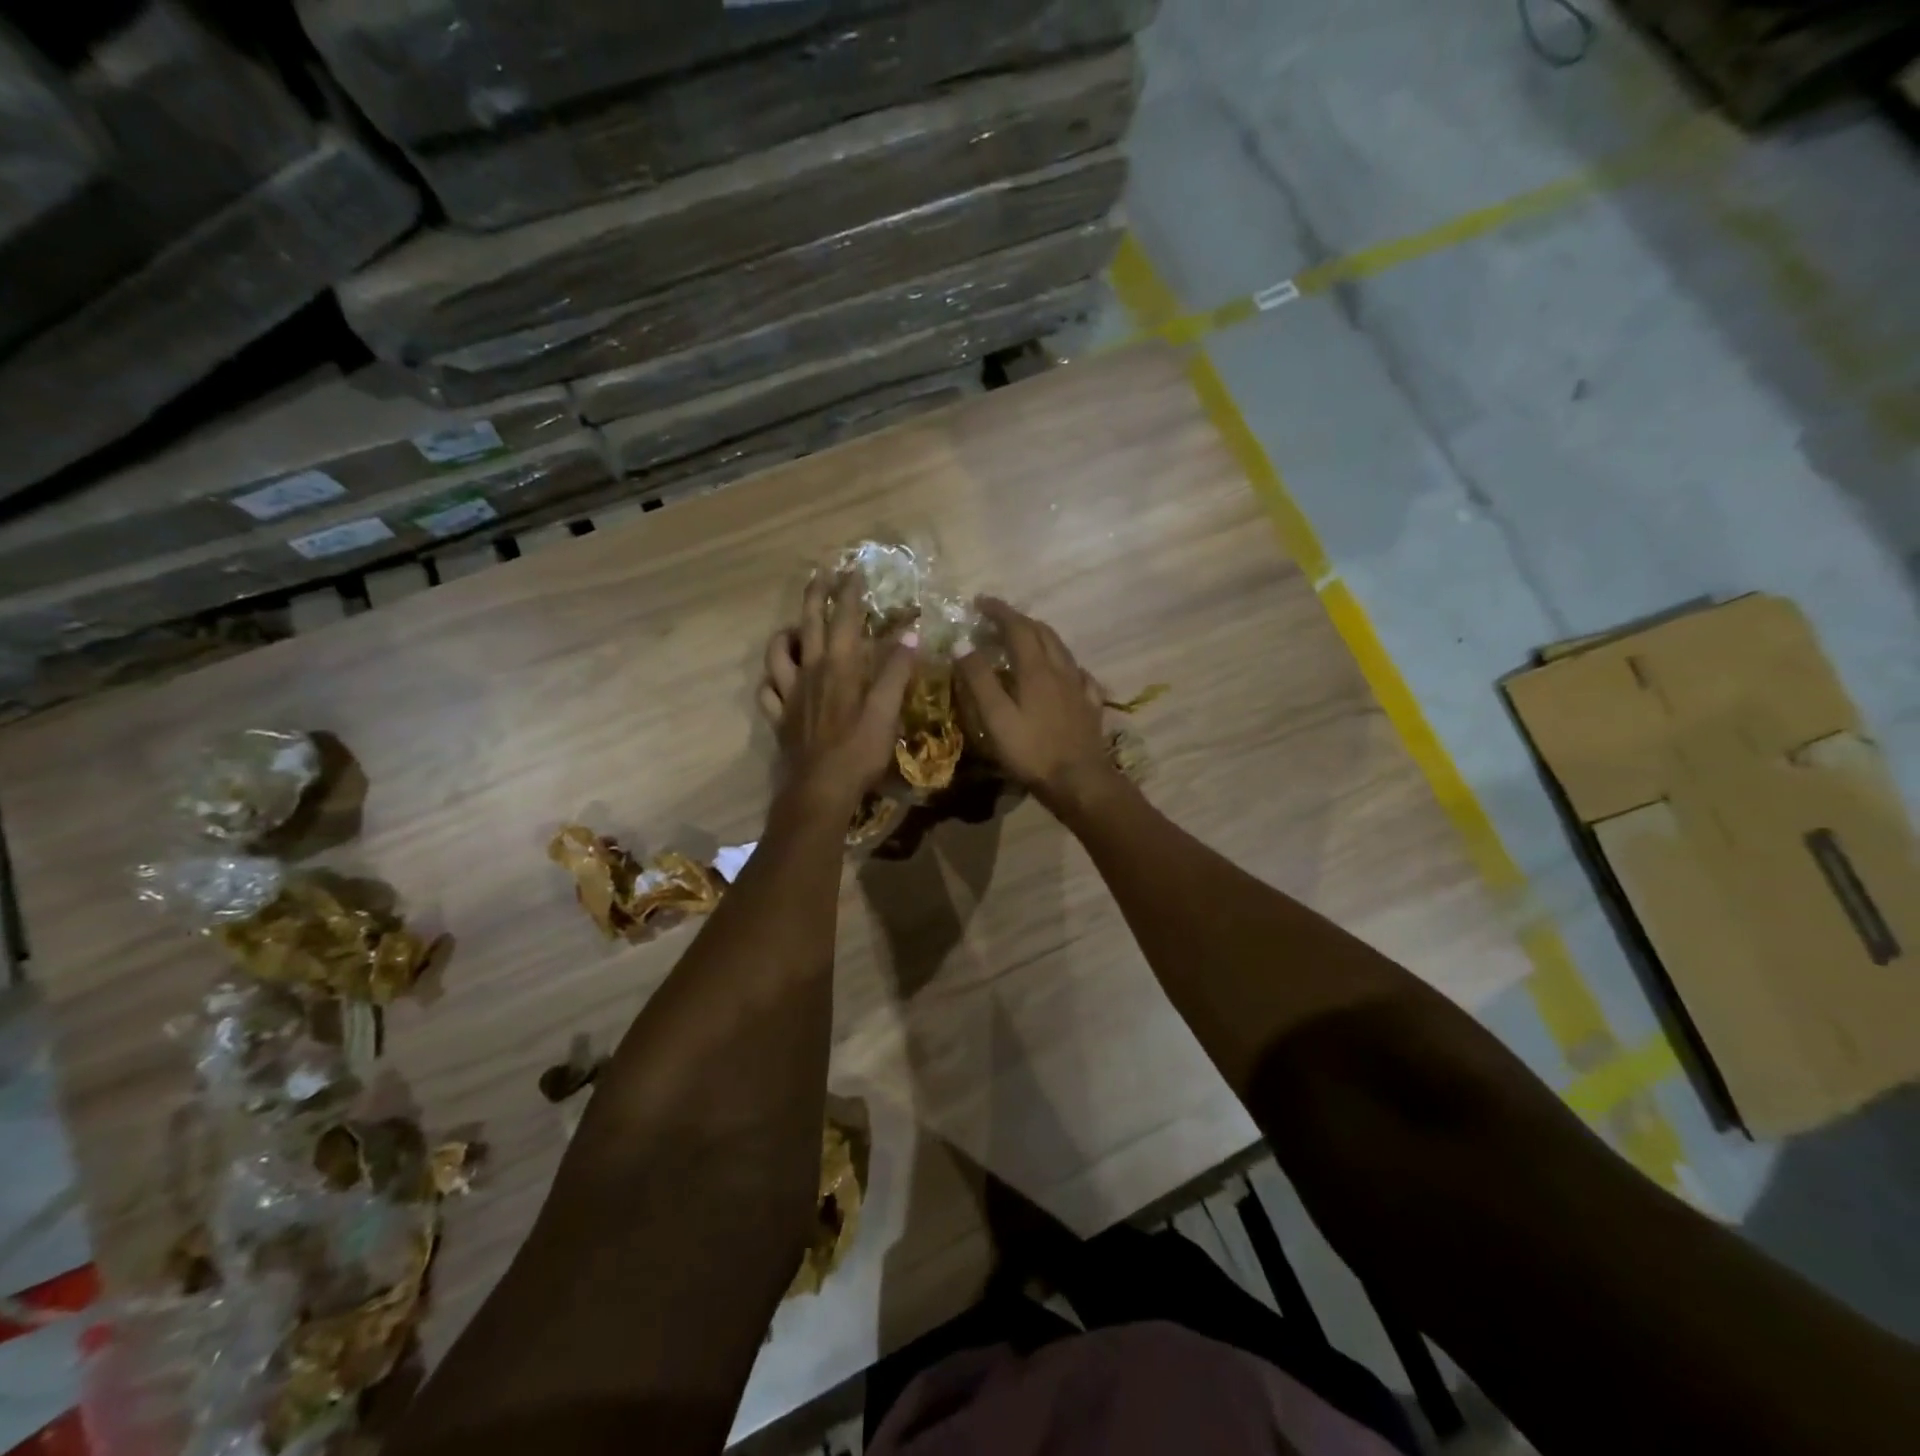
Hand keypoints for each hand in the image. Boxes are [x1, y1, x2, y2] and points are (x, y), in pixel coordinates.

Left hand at [761, 571, 916, 819]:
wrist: (819, 791)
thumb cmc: (859, 751)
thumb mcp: (887, 711)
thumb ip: (897, 671)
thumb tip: (911, 633)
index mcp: (840, 667)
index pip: (845, 618)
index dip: (850, 592)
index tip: (855, 570)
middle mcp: (811, 671)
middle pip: (808, 623)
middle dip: (816, 595)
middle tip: (821, 574)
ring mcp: (790, 694)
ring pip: (777, 652)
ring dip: (786, 633)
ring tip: (796, 628)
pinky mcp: (779, 717)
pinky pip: (767, 689)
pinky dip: (772, 678)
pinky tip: (779, 678)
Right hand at [954, 597, 1120, 815]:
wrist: (1080, 781)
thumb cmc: (1032, 751)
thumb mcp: (996, 717)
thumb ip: (979, 679)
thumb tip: (962, 643)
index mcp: (1036, 669)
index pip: (1017, 627)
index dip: (999, 611)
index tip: (980, 602)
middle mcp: (1061, 669)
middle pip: (1042, 632)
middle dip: (1019, 620)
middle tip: (998, 619)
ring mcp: (1079, 687)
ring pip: (1061, 649)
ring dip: (1040, 636)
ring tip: (1024, 639)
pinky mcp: (1090, 705)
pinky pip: (1077, 673)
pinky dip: (1062, 663)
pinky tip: (1061, 672)